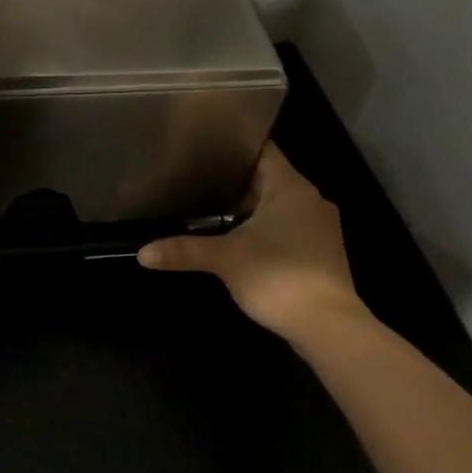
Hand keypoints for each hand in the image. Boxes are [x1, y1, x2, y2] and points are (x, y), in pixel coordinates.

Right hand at [138, 142, 367, 349]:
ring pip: (279, 205)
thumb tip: (143, 253)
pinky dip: (265, 228)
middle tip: (198, 176)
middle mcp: (310, 201)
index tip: (208, 144)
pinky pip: (288, 227)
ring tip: (211, 206)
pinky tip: (239, 238)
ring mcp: (320, 228)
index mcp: (291, 188)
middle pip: (269, 178)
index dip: (236, 145)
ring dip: (251, 207)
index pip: (264, 151)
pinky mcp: (321, 253)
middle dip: (236, 180)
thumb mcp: (225, 259)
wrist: (329, 328)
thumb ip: (184, 251)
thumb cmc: (277, 276)